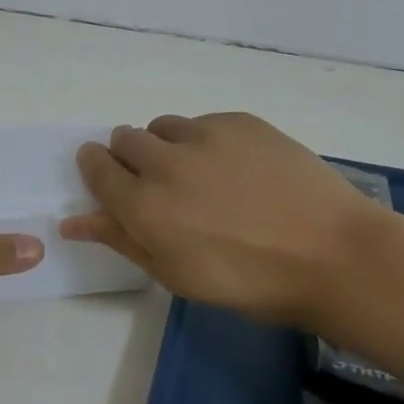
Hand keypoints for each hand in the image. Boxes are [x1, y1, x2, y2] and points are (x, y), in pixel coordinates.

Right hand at [61, 113, 396, 328]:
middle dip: (130, 156)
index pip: (96, 168)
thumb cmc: (248, 281)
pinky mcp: (240, 121)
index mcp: (143, 206)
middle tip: (161, 184)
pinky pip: (203, 122)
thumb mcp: (175, 274)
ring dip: (167, 145)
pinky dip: (206, 140)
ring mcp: (205, 135)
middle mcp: (165, 162)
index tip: (107, 174)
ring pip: (163, 126)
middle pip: (124, 138)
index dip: (96, 167)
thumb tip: (72, 221)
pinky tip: (237, 168)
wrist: (331, 255)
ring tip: (201, 175)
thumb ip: (120, 239)